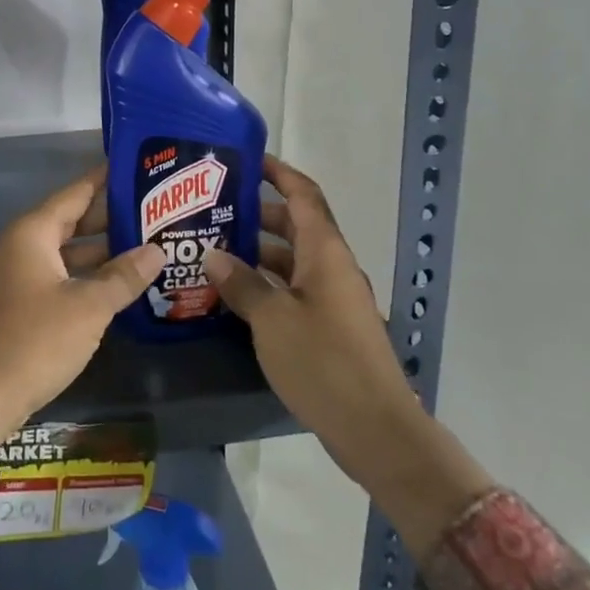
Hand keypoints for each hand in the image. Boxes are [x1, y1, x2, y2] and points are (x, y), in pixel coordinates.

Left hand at [0, 168, 162, 448]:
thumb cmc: (34, 341)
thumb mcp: (88, 307)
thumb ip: (123, 276)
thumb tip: (157, 250)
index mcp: (32, 233)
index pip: (75, 193)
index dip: (103, 180)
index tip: (132, 167)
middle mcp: (20, 246)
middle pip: (70, 221)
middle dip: (109, 218)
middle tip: (151, 210)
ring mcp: (15, 276)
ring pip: (64, 252)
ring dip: (100, 251)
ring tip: (143, 245)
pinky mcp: (16, 304)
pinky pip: (56, 276)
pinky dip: (84, 275)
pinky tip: (114, 284)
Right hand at [204, 155, 493, 557]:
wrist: (377, 430)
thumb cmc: (324, 364)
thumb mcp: (272, 321)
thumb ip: (242, 284)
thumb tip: (214, 255)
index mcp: (326, 252)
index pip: (302, 194)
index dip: (277, 172)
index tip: (246, 159)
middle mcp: (333, 267)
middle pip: (295, 225)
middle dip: (256, 214)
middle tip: (213, 211)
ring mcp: (334, 298)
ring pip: (293, 260)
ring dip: (258, 253)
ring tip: (214, 251)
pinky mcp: (331, 327)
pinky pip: (295, 289)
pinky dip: (268, 284)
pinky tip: (236, 295)